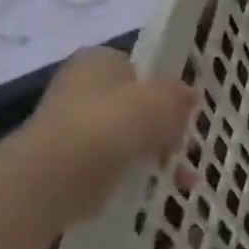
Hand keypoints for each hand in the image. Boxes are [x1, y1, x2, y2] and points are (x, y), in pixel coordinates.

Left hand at [15, 47, 195, 223]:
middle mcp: (79, 87)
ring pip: (127, 136)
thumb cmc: (117, 122)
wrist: (61, 174)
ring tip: (181, 175)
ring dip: (155, 152)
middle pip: (135, 104)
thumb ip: (181, 94)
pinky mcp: (69, 161)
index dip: (162, 86)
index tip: (181, 108)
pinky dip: (137, 174)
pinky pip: (114, 163)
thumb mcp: (167, 98)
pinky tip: (159, 187)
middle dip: (162, 125)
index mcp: (98, 60)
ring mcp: (71, 126)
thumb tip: (187, 96)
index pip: (137, 66)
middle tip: (180, 143)